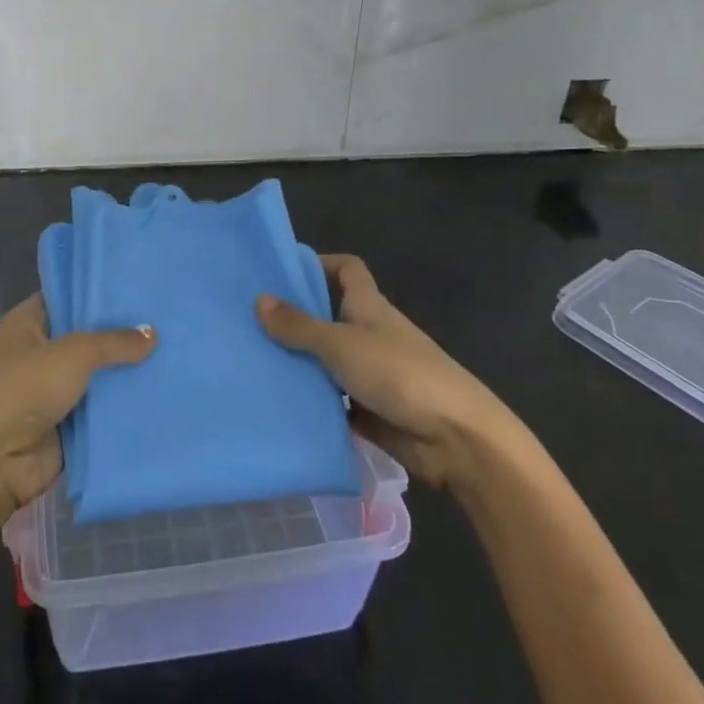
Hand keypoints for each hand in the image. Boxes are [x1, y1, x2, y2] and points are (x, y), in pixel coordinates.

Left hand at [0, 293, 154, 524]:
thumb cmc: (23, 390)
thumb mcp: (73, 354)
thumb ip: (114, 342)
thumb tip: (152, 333)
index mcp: (29, 323)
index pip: (68, 296)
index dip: (99, 290)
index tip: (139, 284)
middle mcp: (40, 352)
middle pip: (88, 336)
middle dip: (122, 332)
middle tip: (168, 317)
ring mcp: (53, 390)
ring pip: (98, 375)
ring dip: (127, 371)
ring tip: (176, 351)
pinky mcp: (67, 425)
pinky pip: (101, 410)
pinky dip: (124, 405)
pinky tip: (162, 392)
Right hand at [257, 254, 532, 498]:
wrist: (457, 439)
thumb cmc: (401, 374)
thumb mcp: (342, 344)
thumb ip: (300, 326)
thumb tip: (258, 299)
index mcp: (368, 306)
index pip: (346, 269)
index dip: (319, 263)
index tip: (281, 271)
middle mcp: (368, 334)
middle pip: (328, 315)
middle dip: (293, 317)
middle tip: (246, 320)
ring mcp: (369, 374)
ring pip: (325, 361)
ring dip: (297, 363)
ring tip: (250, 362)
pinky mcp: (368, 411)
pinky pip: (331, 401)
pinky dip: (310, 402)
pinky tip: (275, 404)